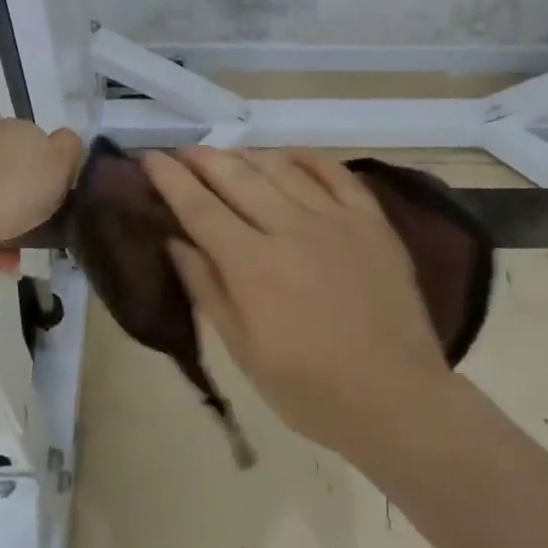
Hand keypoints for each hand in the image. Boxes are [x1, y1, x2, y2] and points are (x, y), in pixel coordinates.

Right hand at [143, 146, 451, 459]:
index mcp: (253, 265)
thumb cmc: (310, 388)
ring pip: (281, 167)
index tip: (150, 157)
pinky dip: (306, 157)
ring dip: (247, 155)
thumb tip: (176, 242)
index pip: (200, 208)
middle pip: (237, 177)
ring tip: (227, 155)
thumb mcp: (244, 351)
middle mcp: (290, 228)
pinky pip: (335, 172)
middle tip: (182, 149)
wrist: (397, 398)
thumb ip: (208, 290)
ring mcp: (335, 219)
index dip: (171, 179)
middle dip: (203, 159)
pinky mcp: (371, 220)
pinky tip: (287, 154)